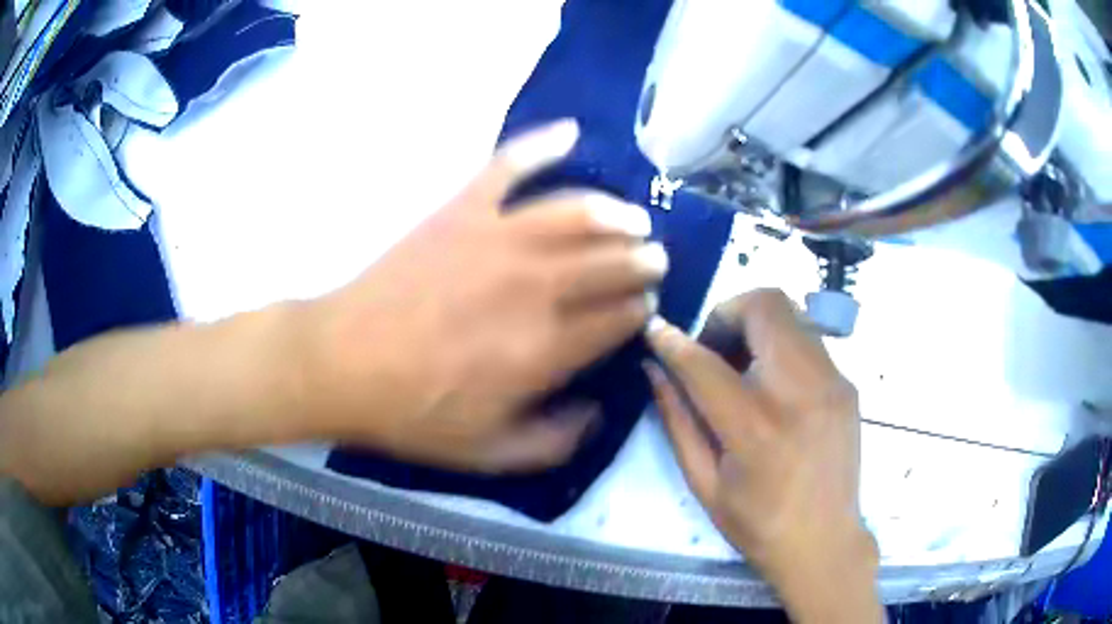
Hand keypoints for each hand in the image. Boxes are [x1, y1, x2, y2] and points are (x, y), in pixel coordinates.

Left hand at [305, 120, 665, 472]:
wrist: (340, 364)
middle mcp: (532, 286)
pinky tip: (570, 132)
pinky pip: (508, 166)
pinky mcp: (460, 210)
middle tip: (654, 259)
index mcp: (543, 350)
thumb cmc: (412, 413)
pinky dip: (540, 144)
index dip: (640, 311)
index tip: (645, 307)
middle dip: (642, 261)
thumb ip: (554, 441)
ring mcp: (495, 238)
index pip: (617, 318)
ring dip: (615, 212)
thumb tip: (598, 412)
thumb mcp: (487, 454)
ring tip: (632, 217)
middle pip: (610, 261)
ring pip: (576, 212)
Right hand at [646, 290, 882, 623]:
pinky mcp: (847, 384)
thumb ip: (678, 421)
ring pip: (791, 313)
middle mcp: (801, 391)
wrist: (826, 542)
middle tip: (712, 348)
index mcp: (757, 429)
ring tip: (742, 366)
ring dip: (756, 326)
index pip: (706, 363)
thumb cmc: (759, 524)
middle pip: (765, 306)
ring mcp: (833, 382)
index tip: (655, 330)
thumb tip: (654, 371)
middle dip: (727, 313)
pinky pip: (809, 340)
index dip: (674, 341)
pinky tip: (772, 384)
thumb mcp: (705, 484)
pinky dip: (781, 344)